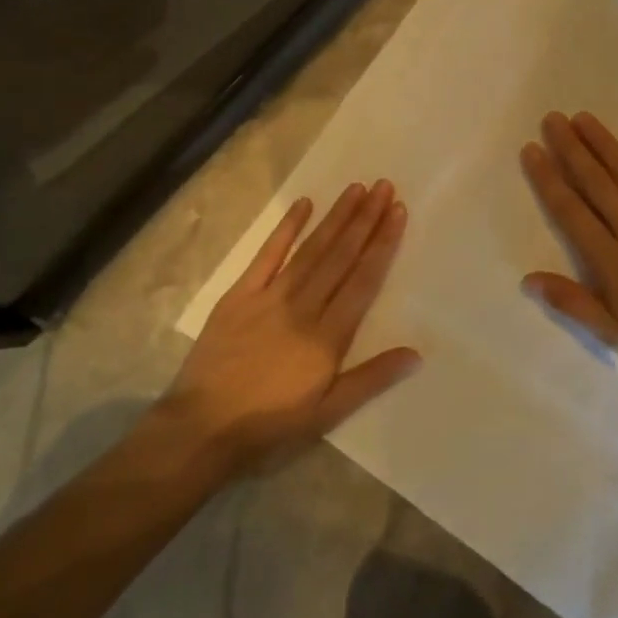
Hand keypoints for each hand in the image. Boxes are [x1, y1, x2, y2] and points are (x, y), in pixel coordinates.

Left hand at [161, 181, 418, 472]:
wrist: (200, 430)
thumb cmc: (269, 426)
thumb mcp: (327, 413)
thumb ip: (371, 379)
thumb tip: (416, 354)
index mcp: (327, 336)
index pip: (363, 280)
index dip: (383, 244)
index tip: (398, 212)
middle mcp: (303, 307)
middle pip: (340, 256)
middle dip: (365, 219)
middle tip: (384, 187)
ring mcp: (269, 297)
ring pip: (311, 250)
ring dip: (335, 218)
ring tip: (356, 189)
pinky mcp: (239, 296)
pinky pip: (266, 256)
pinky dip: (286, 229)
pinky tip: (304, 205)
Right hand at [520, 113, 617, 378]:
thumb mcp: (616, 335)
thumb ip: (573, 303)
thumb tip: (529, 279)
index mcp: (612, 260)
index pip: (571, 212)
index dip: (549, 179)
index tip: (532, 150)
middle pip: (596, 183)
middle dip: (571, 150)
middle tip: (552, 120)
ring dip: (604, 143)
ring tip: (583, 118)